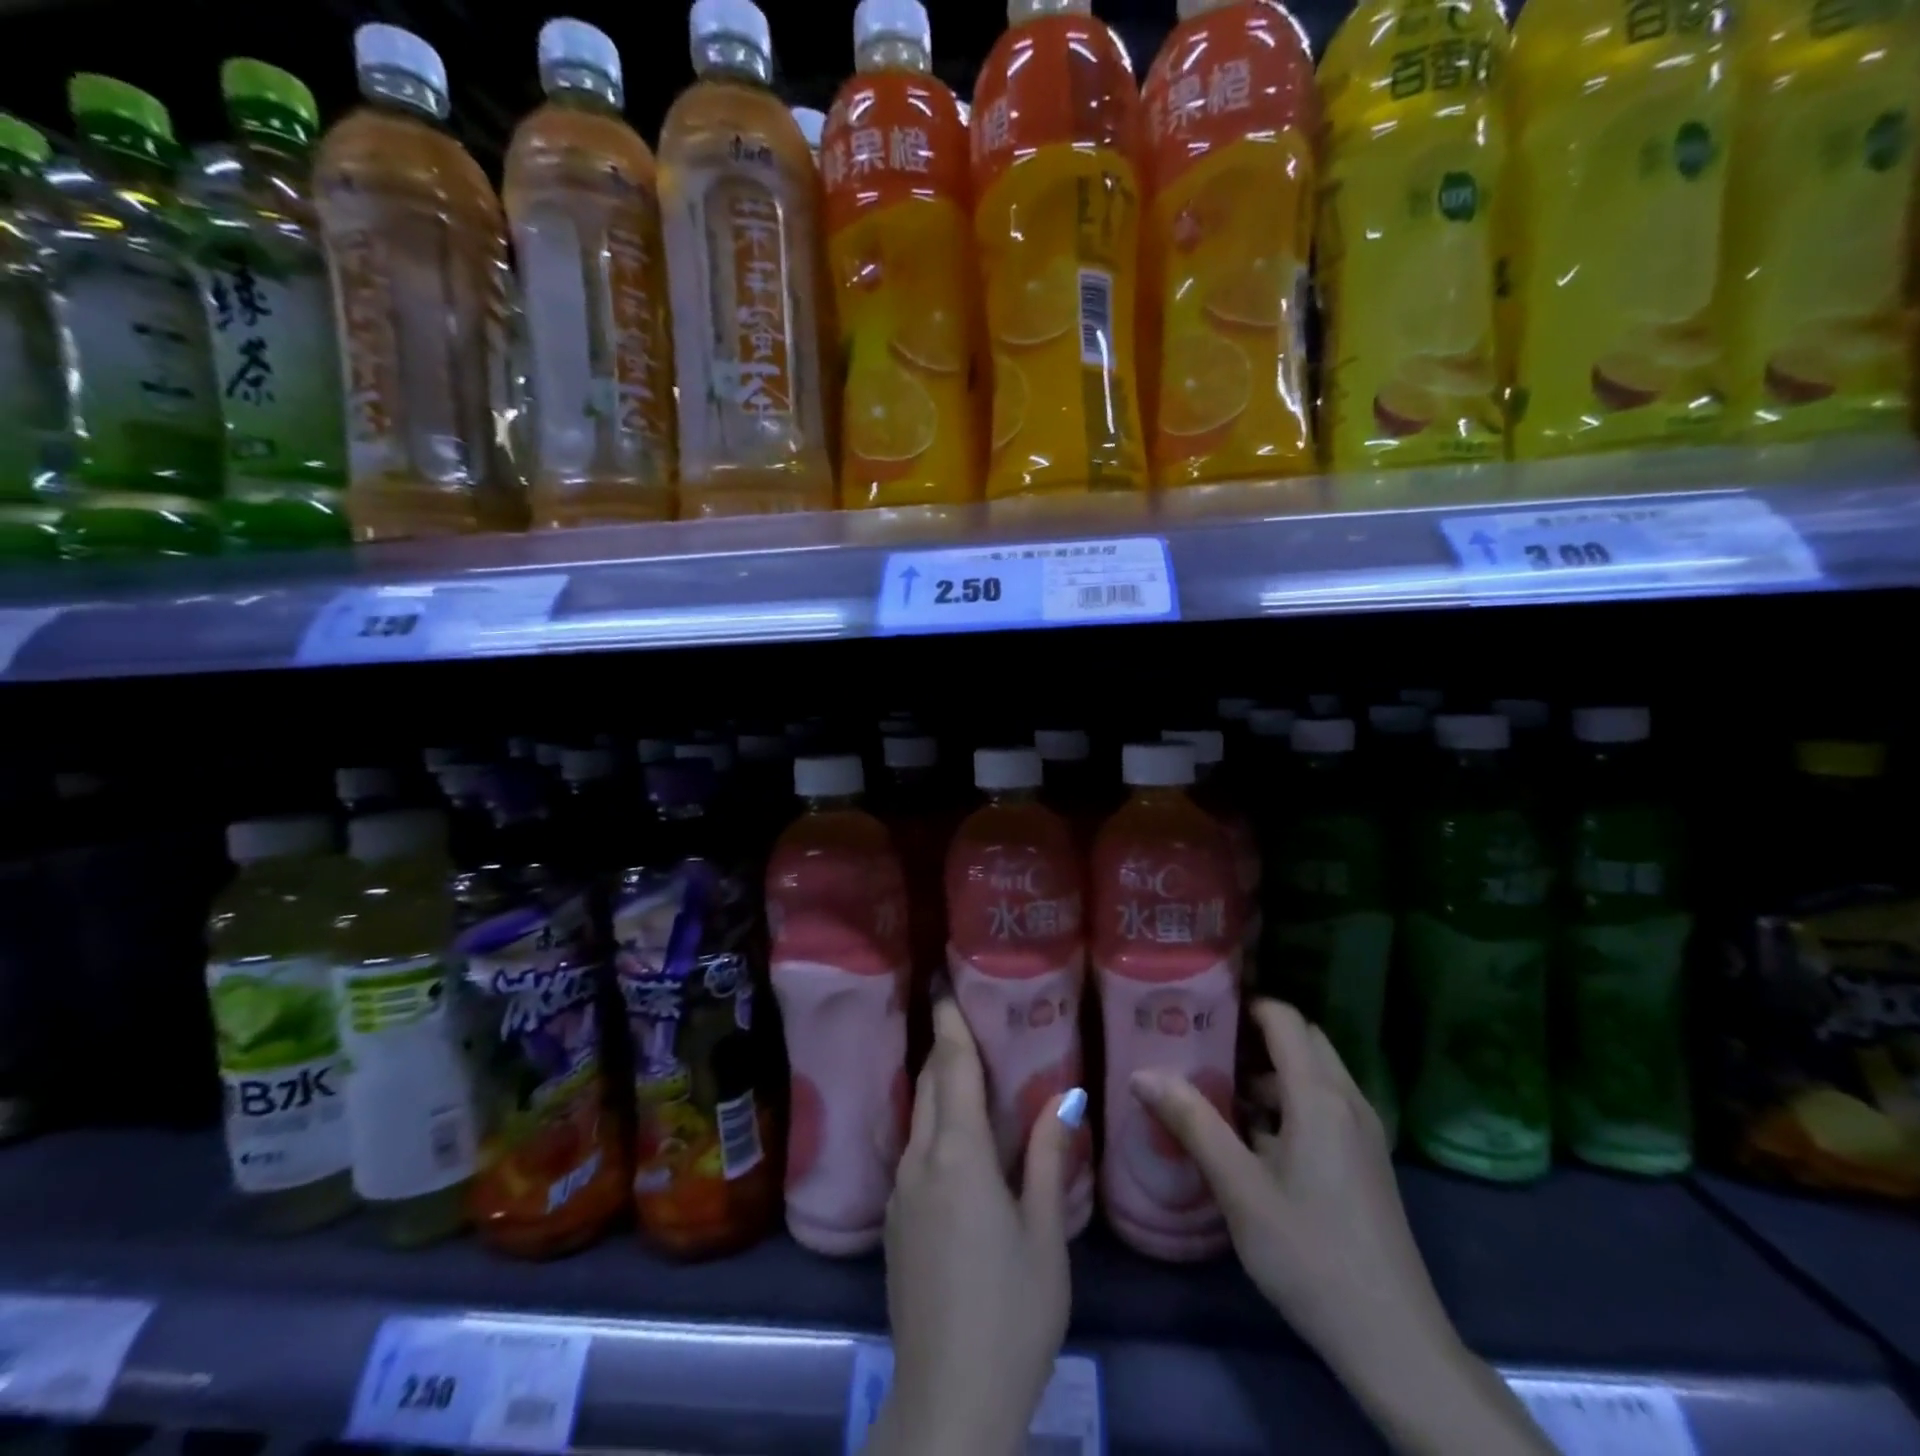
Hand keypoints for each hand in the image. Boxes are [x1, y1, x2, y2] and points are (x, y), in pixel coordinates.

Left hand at [864, 999, 1080, 1455]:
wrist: (948, 1399)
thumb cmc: (1012, 1311)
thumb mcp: (1044, 1234)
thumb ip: (1047, 1157)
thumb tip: (1066, 1096)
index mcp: (958, 1153)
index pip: (952, 1067)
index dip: (950, 1022)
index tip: (946, 984)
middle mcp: (920, 1159)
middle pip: (930, 1083)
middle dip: (944, 1046)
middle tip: (966, 1017)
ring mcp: (901, 1191)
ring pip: (918, 1116)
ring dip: (938, 1085)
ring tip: (966, 1068)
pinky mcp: (895, 1220)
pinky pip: (913, 1149)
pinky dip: (933, 1123)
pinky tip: (954, 1136)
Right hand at [1132, 999, 1552, 1455]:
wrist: (1393, 1342)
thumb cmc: (1310, 1255)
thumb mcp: (1240, 1189)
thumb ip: (1192, 1123)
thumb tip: (1141, 1073)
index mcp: (1319, 1096)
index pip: (1284, 1019)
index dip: (1245, 1004)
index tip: (1201, 1009)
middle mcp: (1348, 1101)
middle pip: (1303, 1039)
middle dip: (1256, 1036)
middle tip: (1204, 1048)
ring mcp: (1364, 1132)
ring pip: (1316, 1073)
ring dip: (1272, 1072)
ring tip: (1219, 1093)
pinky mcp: (1368, 1161)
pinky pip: (1326, 1104)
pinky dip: (1291, 1101)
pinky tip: (1256, 1140)